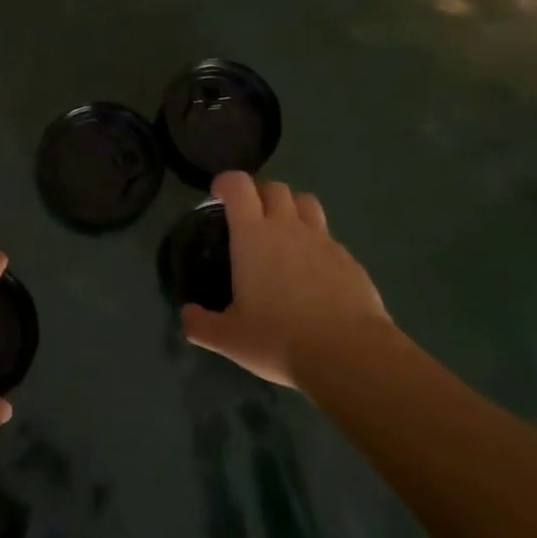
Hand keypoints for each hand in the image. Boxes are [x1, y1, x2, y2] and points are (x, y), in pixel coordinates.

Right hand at [181, 172, 396, 390]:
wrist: (349, 354)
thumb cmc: (280, 339)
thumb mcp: (229, 339)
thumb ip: (201, 324)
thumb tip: (186, 316)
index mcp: (253, 236)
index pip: (238, 185)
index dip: (226, 183)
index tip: (218, 196)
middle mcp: (288, 227)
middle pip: (275, 187)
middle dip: (259, 194)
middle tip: (251, 220)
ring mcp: (323, 240)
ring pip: (307, 202)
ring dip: (292, 209)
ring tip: (284, 235)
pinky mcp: (349, 259)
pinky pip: (329, 237)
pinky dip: (317, 243)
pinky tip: (314, 273)